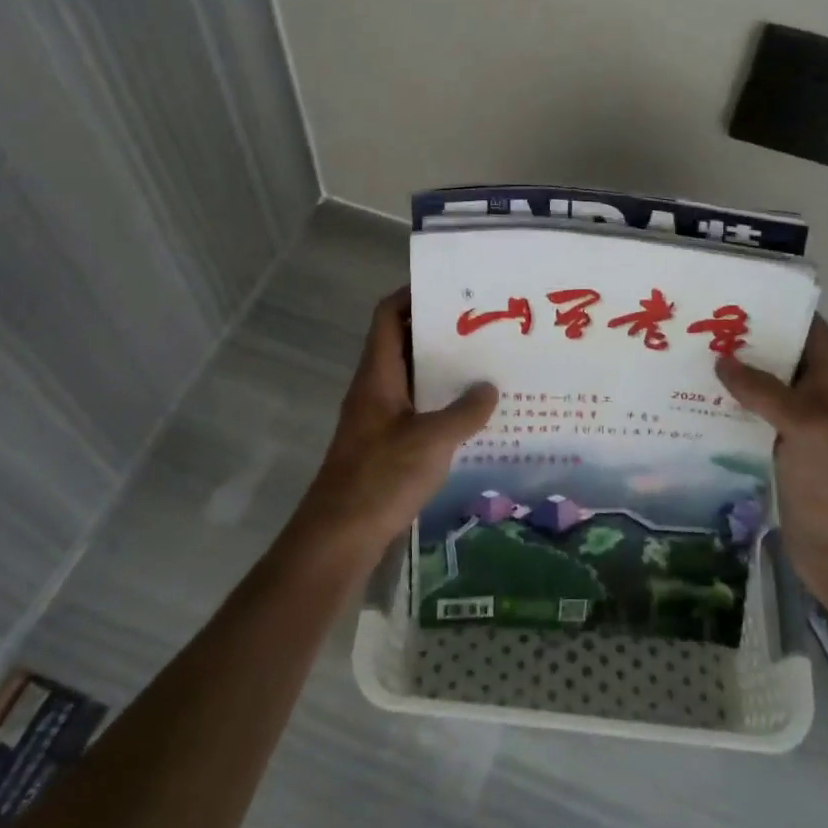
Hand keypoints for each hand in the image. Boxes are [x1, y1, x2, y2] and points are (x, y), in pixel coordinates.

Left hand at [288, 288, 497, 565]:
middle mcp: (375, 388)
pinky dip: (440, 404)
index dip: (412, 295)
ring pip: (412, 378)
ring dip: (442, 370)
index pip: (388, 315)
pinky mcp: (385, 445)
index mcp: (378, 374)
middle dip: (439, 332)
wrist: (339, 537)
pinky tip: (472, 415)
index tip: (451, 290)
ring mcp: (379, 417)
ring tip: (485, 365)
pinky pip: (416, 409)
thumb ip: (464, 412)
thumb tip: (489, 388)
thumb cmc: (380, 477)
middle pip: (403, 343)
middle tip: (482, 327)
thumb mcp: (431, 441)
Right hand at [715, 316, 827, 600]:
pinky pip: (746, 418)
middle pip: (777, 356)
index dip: (779, 308)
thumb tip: (721, 362)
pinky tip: (691, 402)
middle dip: (743, 339)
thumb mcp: (807, 426)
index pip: (808, 329)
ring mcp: (792, 426)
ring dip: (729, 374)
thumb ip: (766, 391)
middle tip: (697, 324)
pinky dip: (724, 407)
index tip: (736, 294)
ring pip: (758, 387)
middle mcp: (811, 397)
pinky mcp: (773, 451)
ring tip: (685, 356)